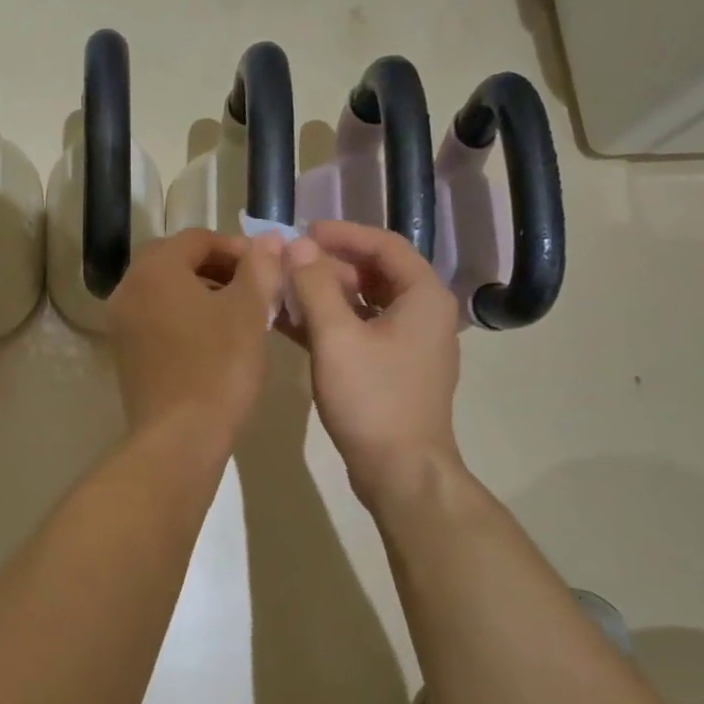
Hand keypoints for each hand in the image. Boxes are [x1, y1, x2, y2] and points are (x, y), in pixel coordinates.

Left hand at [106, 229, 285, 444]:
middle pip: (176, 261)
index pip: (197, 238)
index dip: (236, 247)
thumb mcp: (249, 312)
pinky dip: (184, 317)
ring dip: (201, 292)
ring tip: (239, 314)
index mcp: (155, 269)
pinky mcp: (125, 352)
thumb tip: (267, 239)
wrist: (179, 437)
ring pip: (165, 291)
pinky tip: (214, 340)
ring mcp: (121, 323)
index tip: (267, 267)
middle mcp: (129, 288)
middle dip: (218, 267)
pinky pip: (156, 318)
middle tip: (253, 287)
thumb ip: (259, 268)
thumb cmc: (218, 367)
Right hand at [282, 221, 463, 501]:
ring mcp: (408, 342)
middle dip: (327, 265)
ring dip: (324, 294)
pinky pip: (359, 329)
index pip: (384, 244)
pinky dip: (328, 322)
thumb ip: (315, 285)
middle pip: (373, 272)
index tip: (302, 232)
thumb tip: (296, 245)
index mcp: (422, 296)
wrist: (400, 471)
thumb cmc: (372, 398)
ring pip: (363, 302)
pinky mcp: (392, 367)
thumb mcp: (336, 337)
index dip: (342, 234)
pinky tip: (290, 323)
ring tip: (282, 291)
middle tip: (285, 264)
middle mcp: (422, 312)